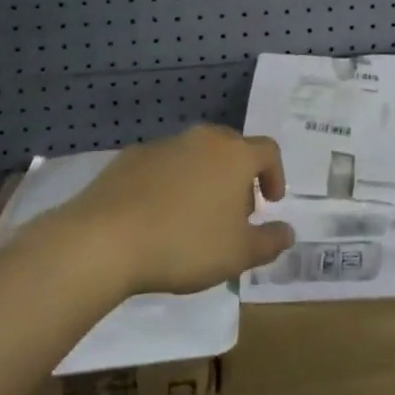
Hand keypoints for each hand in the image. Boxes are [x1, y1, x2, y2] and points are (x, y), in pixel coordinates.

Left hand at [53, 126, 296, 296]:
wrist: (105, 239)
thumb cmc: (184, 244)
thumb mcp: (237, 254)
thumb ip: (269, 242)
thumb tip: (288, 232)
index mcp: (235, 155)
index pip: (268, 151)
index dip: (275, 175)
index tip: (270, 203)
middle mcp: (204, 139)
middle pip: (232, 149)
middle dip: (239, 177)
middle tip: (234, 213)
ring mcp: (166, 144)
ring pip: (197, 155)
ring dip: (204, 179)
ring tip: (194, 218)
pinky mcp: (132, 156)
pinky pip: (164, 165)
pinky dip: (170, 183)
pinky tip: (158, 216)